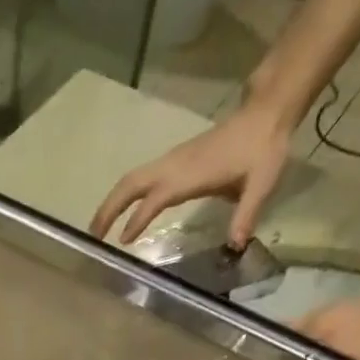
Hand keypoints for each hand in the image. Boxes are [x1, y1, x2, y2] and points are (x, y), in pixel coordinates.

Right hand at [89, 103, 295, 248]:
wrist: (266, 114)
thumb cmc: (264, 148)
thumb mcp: (261, 184)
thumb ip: (247, 215)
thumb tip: (236, 246)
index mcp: (190, 174)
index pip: (155, 198)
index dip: (138, 219)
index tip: (123, 242)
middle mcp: (174, 165)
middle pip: (130, 184)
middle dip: (109, 208)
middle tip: (93, 236)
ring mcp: (173, 160)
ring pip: (132, 179)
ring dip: (112, 201)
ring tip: (99, 229)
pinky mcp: (175, 160)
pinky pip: (142, 178)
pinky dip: (125, 194)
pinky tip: (123, 212)